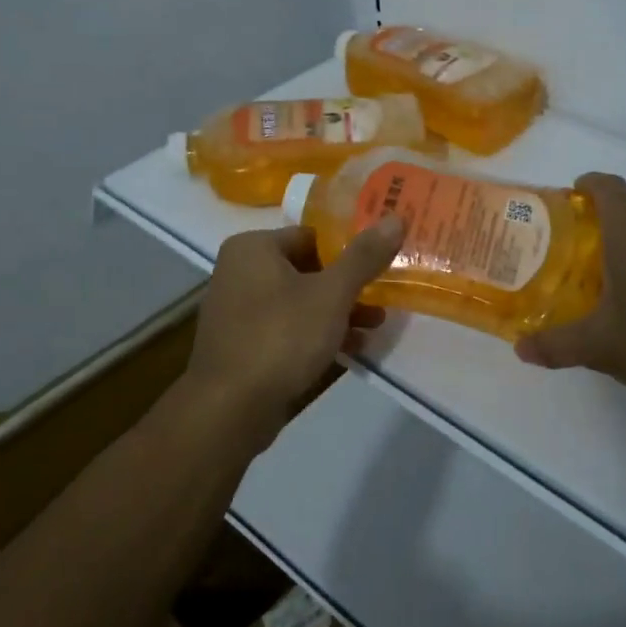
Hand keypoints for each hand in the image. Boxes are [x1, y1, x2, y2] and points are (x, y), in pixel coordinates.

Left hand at [185, 217, 404, 451]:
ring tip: (375, 326)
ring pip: (300, 301)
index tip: (380, 264)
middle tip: (384, 297)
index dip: (349, 249)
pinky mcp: (244, 345)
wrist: (229, 410)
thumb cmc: (281, 337)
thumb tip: (396, 217)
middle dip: (348, 286)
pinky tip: (351, 349)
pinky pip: (288, 328)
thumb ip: (364, 256)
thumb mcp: (332, 293)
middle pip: (308, 269)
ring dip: (338, 312)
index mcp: (254, 248)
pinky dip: (317, 334)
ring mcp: (239, 310)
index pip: (312, 235)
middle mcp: (240, 272)